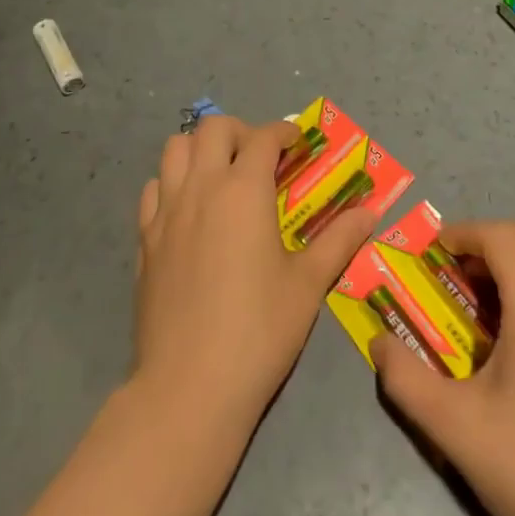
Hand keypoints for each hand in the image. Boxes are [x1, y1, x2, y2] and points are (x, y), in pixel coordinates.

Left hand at [134, 115, 376, 424]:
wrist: (189, 387)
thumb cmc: (259, 331)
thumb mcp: (308, 284)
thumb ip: (339, 240)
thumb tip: (370, 213)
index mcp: (243, 190)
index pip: (263, 137)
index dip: (284, 132)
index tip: (298, 142)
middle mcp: (201, 187)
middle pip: (213, 128)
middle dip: (240, 131)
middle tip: (260, 158)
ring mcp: (166, 211)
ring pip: (174, 148)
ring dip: (200, 148)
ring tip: (221, 174)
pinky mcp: (144, 239)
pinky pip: (153, 188)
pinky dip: (171, 183)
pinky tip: (189, 210)